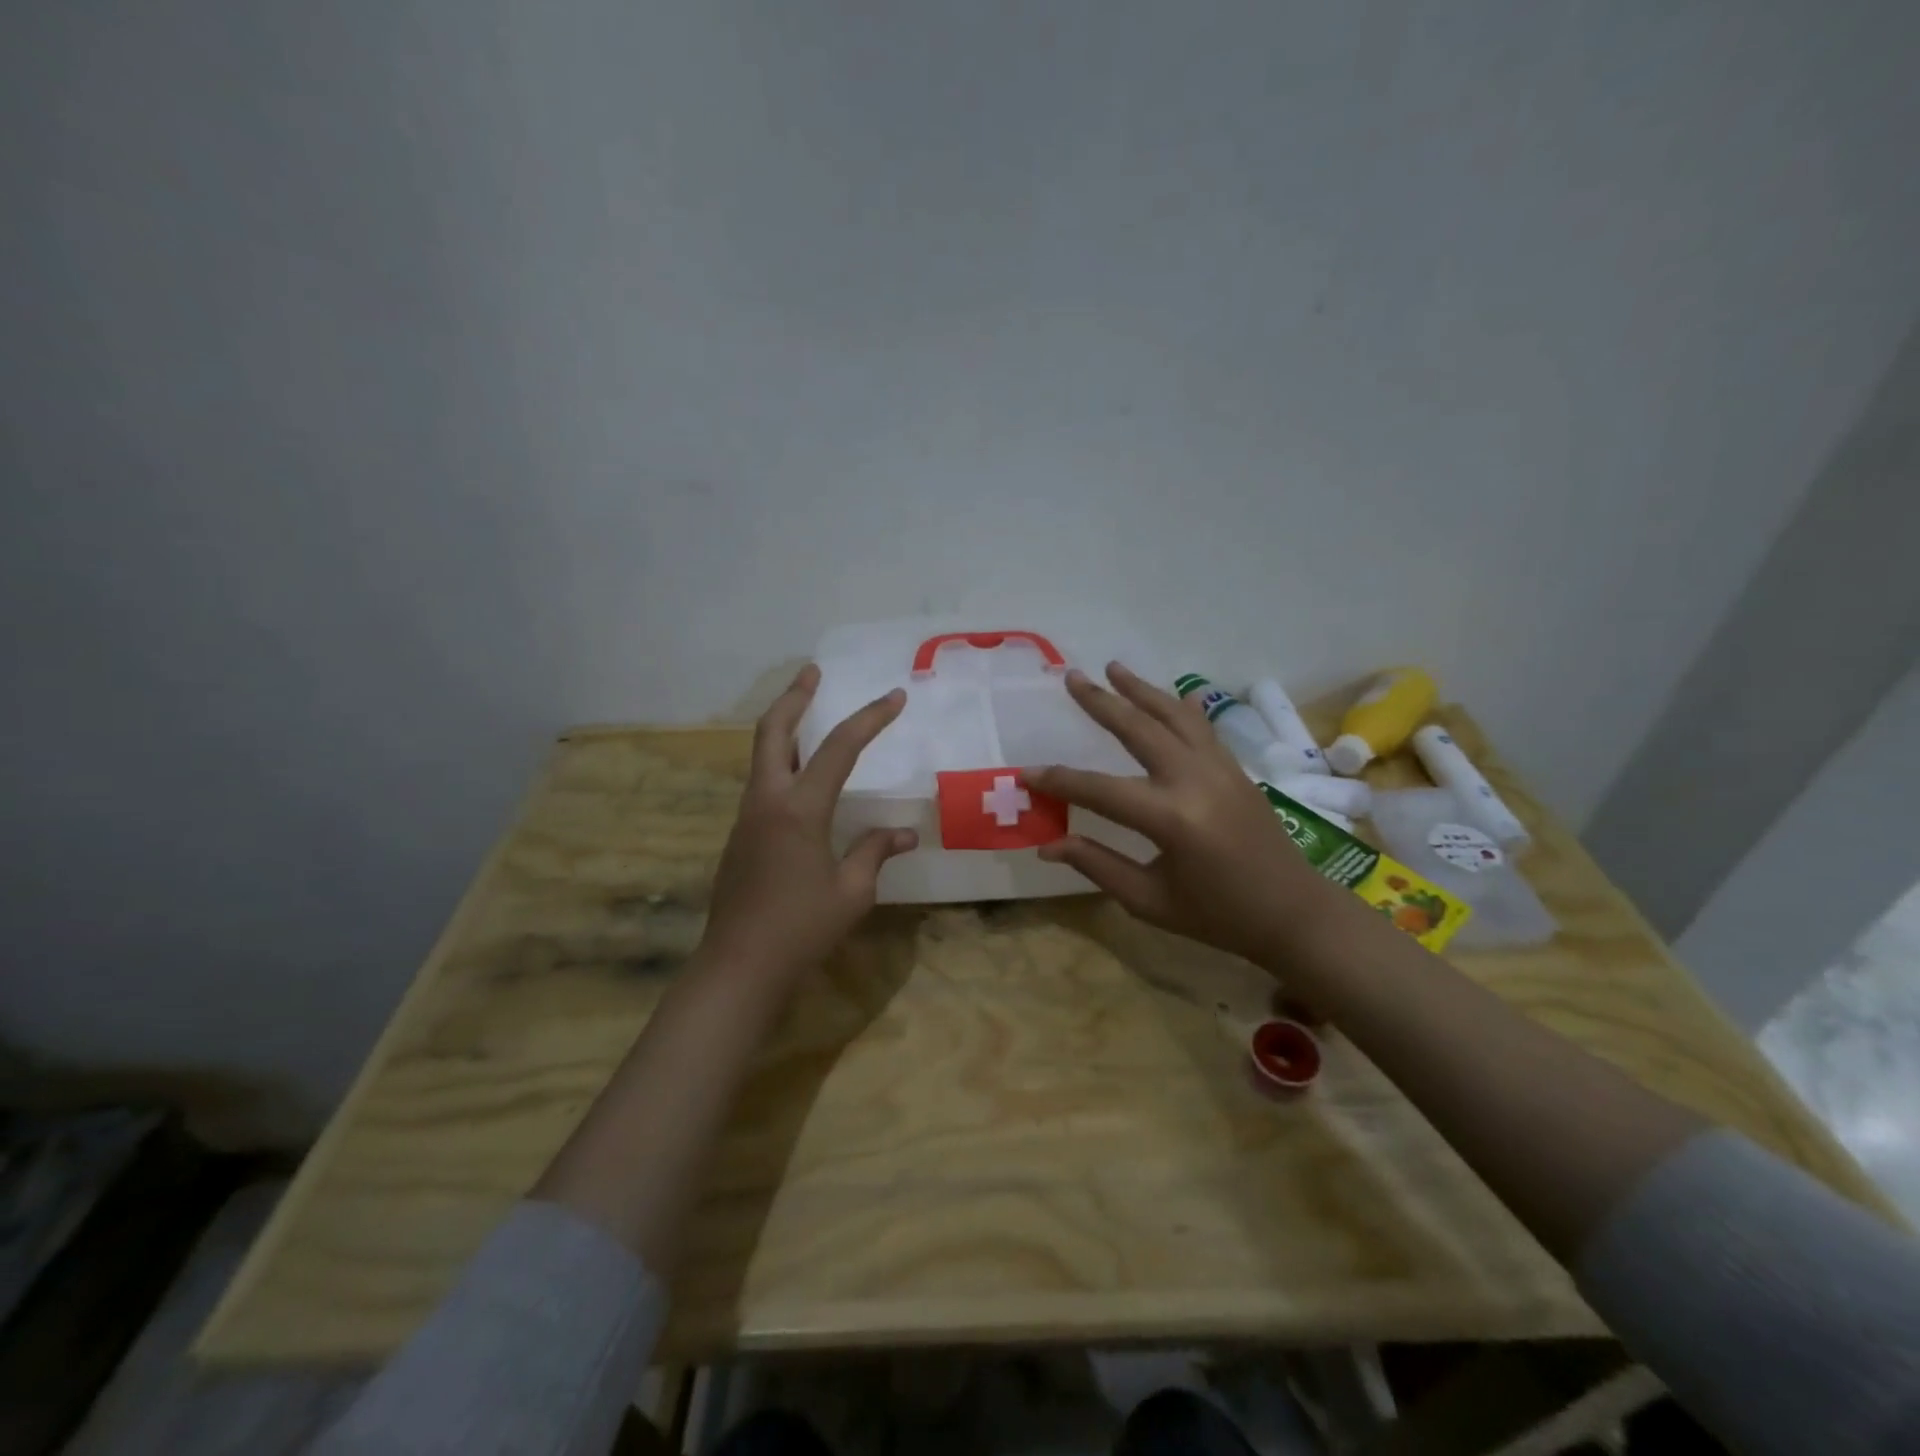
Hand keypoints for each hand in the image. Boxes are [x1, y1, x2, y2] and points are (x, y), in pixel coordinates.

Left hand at [699, 664, 917, 985]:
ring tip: (808, 714)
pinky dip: (782, 763)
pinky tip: (801, 779)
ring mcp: (747, 818)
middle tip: (812, 673)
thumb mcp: (852, 892)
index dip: (870, 719)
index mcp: (799, 809)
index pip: (839, 748)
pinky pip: (762, 784)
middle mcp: (767, 801)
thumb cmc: (801, 929)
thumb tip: (905, 834)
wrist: (738, 967)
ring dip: (784, 728)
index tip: (895, 697)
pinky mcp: (740, 837)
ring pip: (762, 756)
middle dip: (794, 698)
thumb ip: (875, 853)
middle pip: (773, 731)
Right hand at [1030, 664, 1342, 965]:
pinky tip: (1170, 695)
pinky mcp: (1235, 768)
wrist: (1292, 912)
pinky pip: (1202, 727)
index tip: (1025, 773)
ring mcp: (1220, 768)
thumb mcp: (1150, 901)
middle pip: (1138, 729)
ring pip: (1173, 716)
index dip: (1058, 781)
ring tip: (1113, 667)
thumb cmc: (1217, 916)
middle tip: (1071, 678)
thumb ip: (1097, 865)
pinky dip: (1180, 707)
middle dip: (1101, 703)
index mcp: (1171, 818)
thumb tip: (1047, 844)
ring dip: (1141, 690)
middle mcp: (1194, 780)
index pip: (1099, 790)